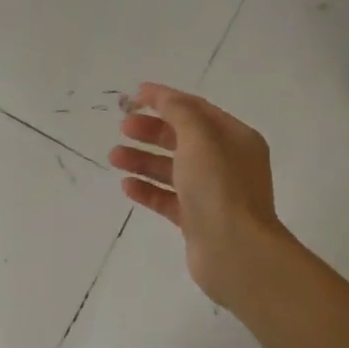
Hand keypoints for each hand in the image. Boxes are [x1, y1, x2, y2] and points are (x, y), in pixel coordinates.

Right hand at [109, 82, 292, 309]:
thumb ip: (179, 113)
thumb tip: (162, 97)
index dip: (166, 99)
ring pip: (173, 169)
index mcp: (235, 138)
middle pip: (183, 139)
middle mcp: (227, 163)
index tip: (134, 96)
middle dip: (151, 131)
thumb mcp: (199, 139)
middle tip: (123, 128)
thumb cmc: (219, 188)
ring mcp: (212, 193)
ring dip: (143, 160)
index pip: (196, 110)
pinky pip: (169, 199)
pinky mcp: (198, 220)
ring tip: (114, 157)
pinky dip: (148, 190)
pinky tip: (127, 186)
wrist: (235, 251)